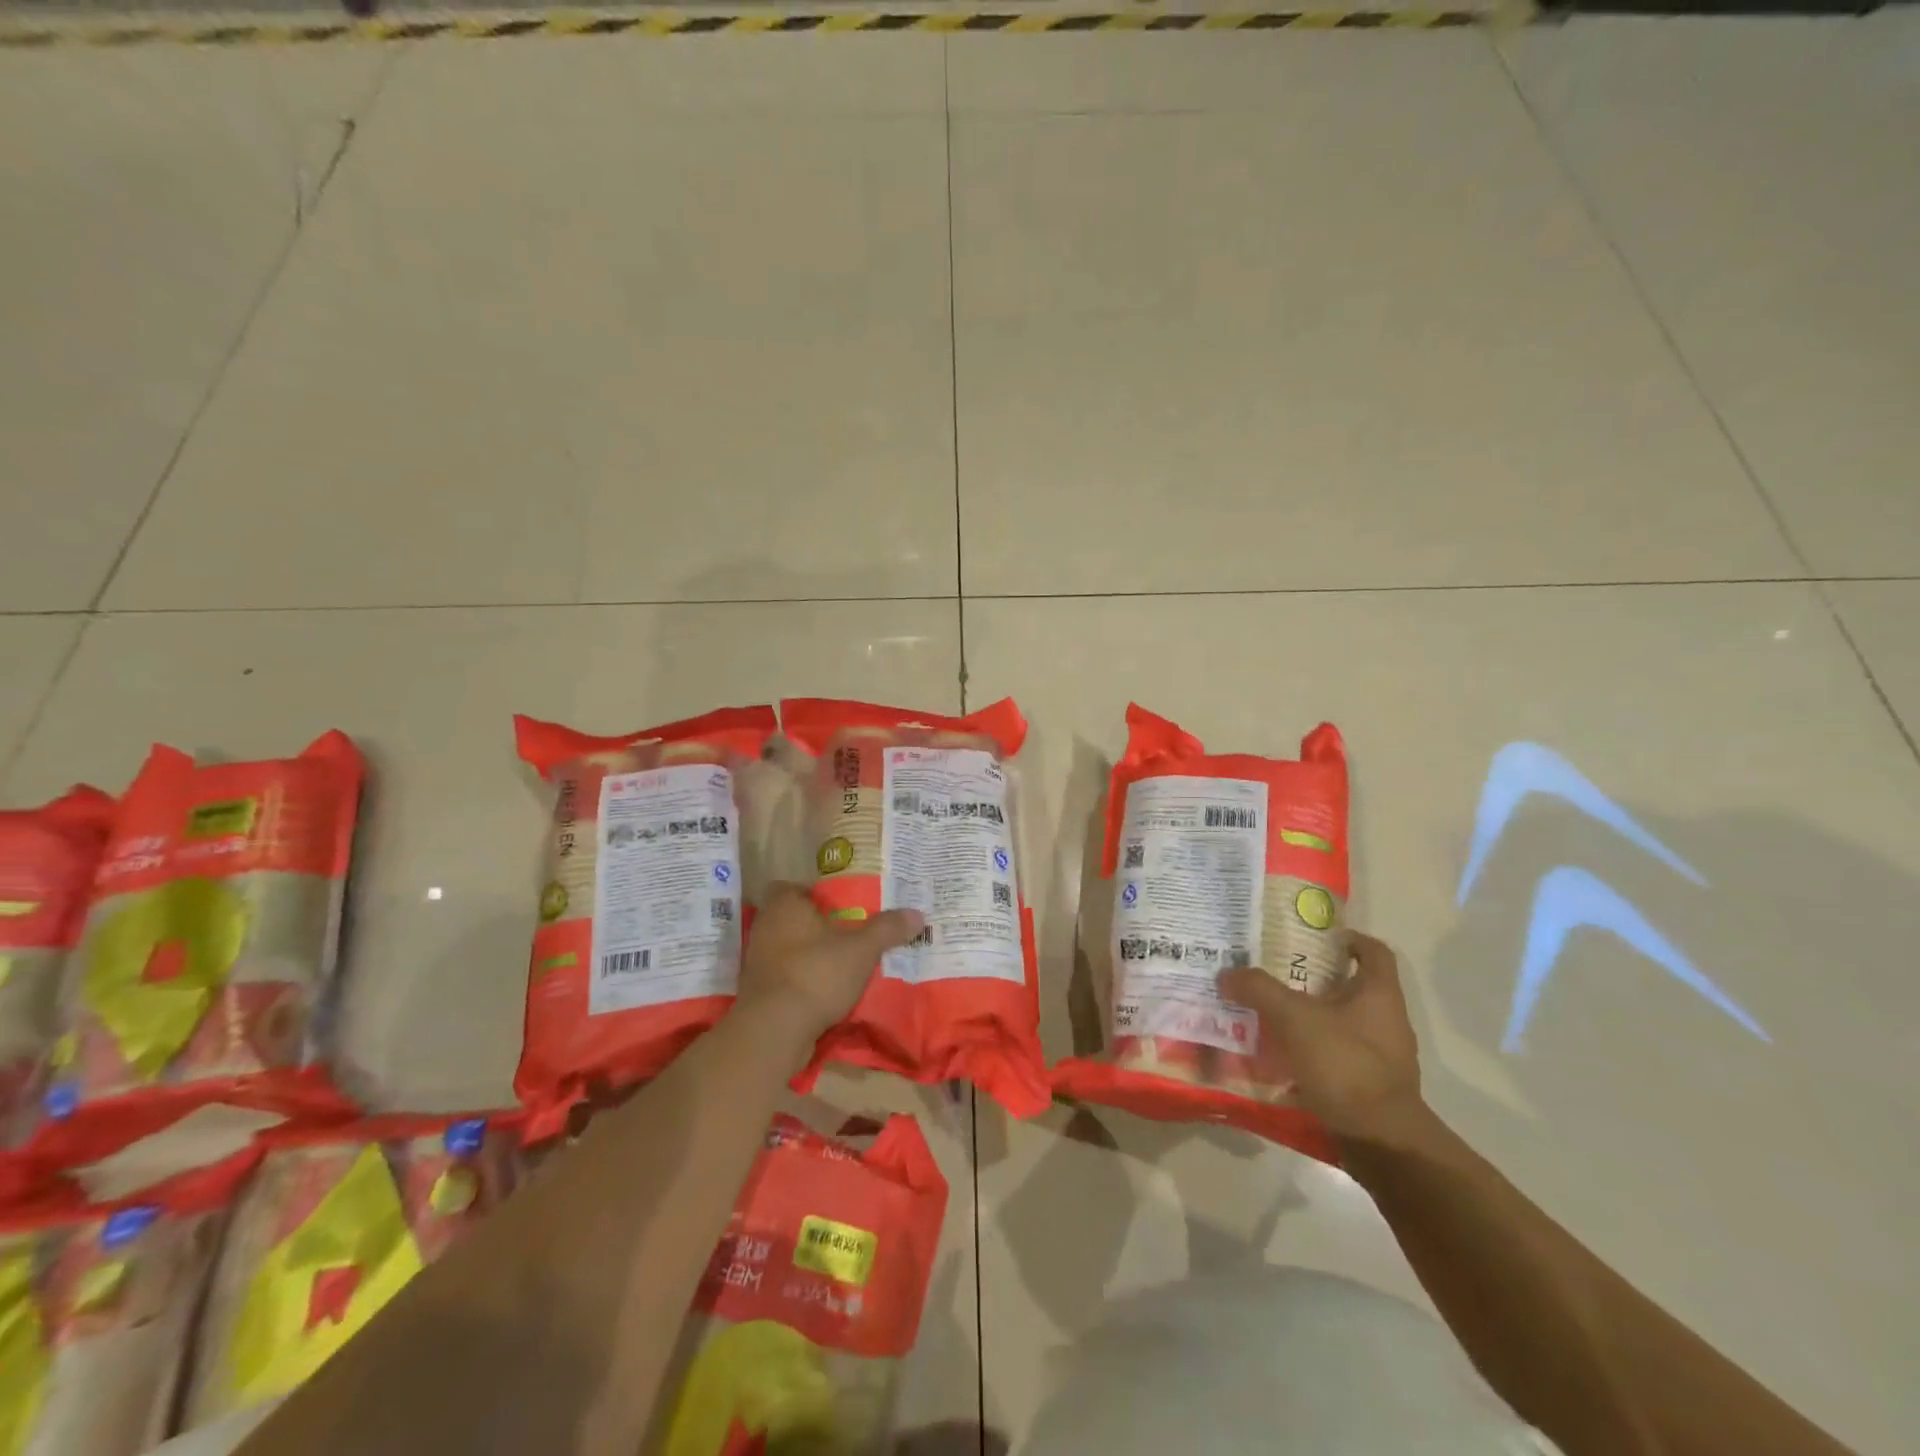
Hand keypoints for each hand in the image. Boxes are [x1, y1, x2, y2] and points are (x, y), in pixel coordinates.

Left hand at [734, 881, 923, 1044]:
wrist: (774, 1030)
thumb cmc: (816, 973)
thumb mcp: (862, 949)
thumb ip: (888, 929)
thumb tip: (917, 914)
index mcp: (785, 905)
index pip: (793, 887)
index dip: (814, 894)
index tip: (840, 905)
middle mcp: (766, 927)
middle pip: (794, 918)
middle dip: (819, 926)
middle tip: (850, 932)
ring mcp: (758, 961)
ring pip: (790, 949)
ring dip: (812, 955)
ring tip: (844, 962)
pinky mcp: (759, 991)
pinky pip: (786, 976)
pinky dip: (803, 980)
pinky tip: (828, 990)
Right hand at [1218, 932, 1426, 1143]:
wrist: (1380, 1142)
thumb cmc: (1346, 1065)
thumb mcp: (1294, 1018)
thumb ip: (1259, 990)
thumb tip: (1227, 973)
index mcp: (1380, 994)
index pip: (1373, 950)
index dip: (1348, 938)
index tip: (1315, 936)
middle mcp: (1386, 1020)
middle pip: (1351, 986)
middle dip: (1313, 978)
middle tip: (1274, 972)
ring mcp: (1380, 1056)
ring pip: (1340, 1022)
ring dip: (1308, 1016)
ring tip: (1268, 1014)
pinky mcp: (1368, 1085)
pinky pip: (1335, 1055)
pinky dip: (1309, 1050)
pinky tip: (1278, 1056)